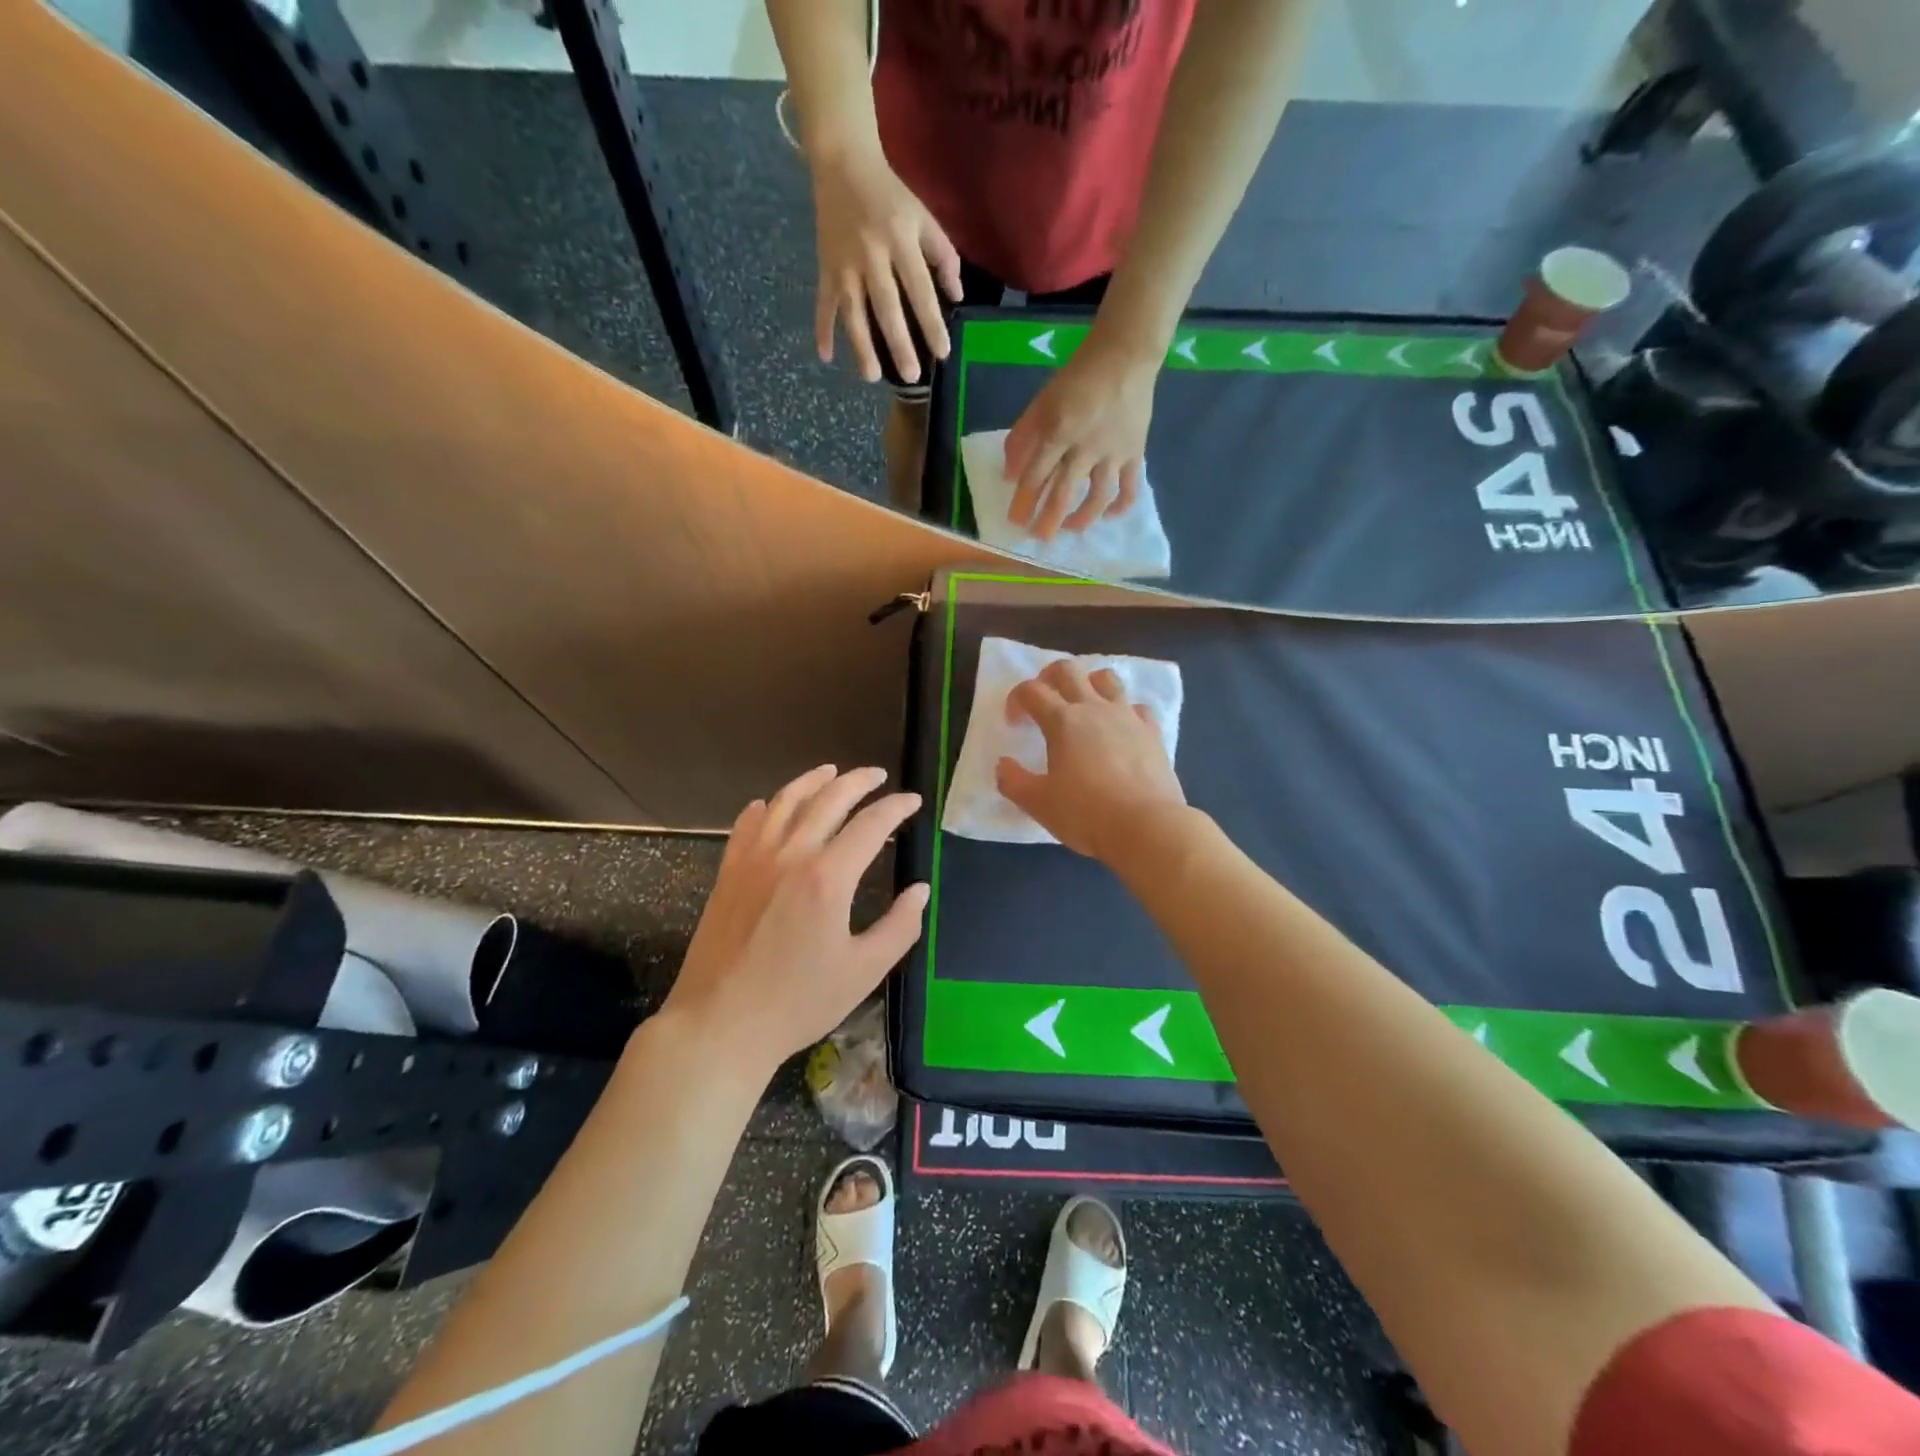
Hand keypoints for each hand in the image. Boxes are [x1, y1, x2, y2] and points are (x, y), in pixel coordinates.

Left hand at [663, 765, 927, 1073]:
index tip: (913, 801)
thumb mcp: (863, 972)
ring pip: (785, 802)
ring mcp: (753, 861)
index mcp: (828, 878)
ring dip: (812, 781)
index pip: (871, 825)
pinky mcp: (728, 874)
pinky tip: (771, 804)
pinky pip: (747, 826)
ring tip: (831, 771)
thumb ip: (899, 927)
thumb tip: (920, 890)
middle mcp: (791, 856)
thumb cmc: (797, 1003)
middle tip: (877, 775)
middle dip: (858, 781)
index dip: (896, 807)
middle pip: (828, 800)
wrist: (719, 1025)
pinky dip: (764, 807)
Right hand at [811, 146, 962, 383]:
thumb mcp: (924, 216)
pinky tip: (825, 356)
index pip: (920, 288)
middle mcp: (871, 254)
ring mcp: (845, 263)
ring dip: (861, 345)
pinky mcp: (826, 267)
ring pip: (853, 311)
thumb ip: (943, 254)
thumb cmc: (891, 196)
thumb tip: (957, 296)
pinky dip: (822, 329)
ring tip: (871, 377)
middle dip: (899, 342)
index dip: (931, 322)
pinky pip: (823, 302)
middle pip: (886, 305)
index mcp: (900, 239)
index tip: (942, 352)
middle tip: (911, 376)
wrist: (843, 162)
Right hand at [995, 661, 1185, 861]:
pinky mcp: (1152, 732)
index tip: (1013, 722)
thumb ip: (1014, 782)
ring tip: (1082, 706)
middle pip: (1068, 670)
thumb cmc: (1086, 814)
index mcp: (1062, 721)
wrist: (1147, 827)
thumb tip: (1003, 765)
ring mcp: (1127, 716)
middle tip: (1043, 700)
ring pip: (1106, 679)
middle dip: (1048, 677)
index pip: (1031, 691)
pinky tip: (1119, 729)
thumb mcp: (1038, 804)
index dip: (1016, 699)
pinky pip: (1136, 707)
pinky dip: (1123, 711)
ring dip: (1088, 684)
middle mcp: (1094, 708)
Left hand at [1003, 331, 1158, 538]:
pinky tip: (1108, 516)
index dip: (1024, 501)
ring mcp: (1113, 453)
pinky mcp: (1135, 453)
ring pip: (1098, 496)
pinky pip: (1129, 487)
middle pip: (1064, 492)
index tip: (1016, 521)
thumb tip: (1010, 475)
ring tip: (1070, 529)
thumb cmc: (1077, 378)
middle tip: (1039, 538)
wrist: (1125, 356)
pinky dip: (1120, 505)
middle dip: (1049, 519)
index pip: (1036, 475)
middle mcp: (1086, 447)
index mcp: (1059, 431)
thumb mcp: (1042, 401)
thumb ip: (1023, 437)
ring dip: (1082, 518)